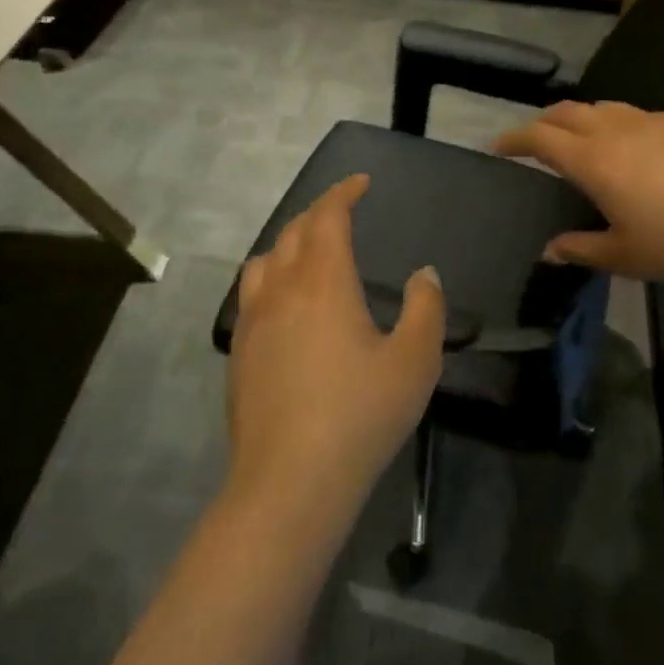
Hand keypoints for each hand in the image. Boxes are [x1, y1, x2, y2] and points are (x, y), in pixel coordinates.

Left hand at [226, 174, 444, 527]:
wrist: (289, 481)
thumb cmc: (360, 415)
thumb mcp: (414, 362)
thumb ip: (424, 309)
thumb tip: (423, 274)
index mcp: (323, 282)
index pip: (327, 217)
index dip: (343, 193)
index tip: (361, 183)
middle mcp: (281, 290)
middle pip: (293, 232)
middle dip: (318, 213)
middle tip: (343, 213)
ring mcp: (252, 322)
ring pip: (265, 260)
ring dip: (290, 243)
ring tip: (311, 254)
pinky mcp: (238, 353)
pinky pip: (252, 294)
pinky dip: (272, 278)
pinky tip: (287, 306)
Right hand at [493, 101, 663, 295]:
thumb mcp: (623, 256)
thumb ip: (580, 249)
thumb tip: (550, 250)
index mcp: (593, 161)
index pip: (540, 137)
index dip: (514, 139)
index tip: (499, 146)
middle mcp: (617, 130)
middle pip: (567, 111)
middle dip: (544, 122)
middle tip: (536, 140)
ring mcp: (654, 120)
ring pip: (605, 107)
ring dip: (583, 119)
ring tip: (583, 139)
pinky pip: (641, 116)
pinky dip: (623, 125)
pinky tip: (639, 149)